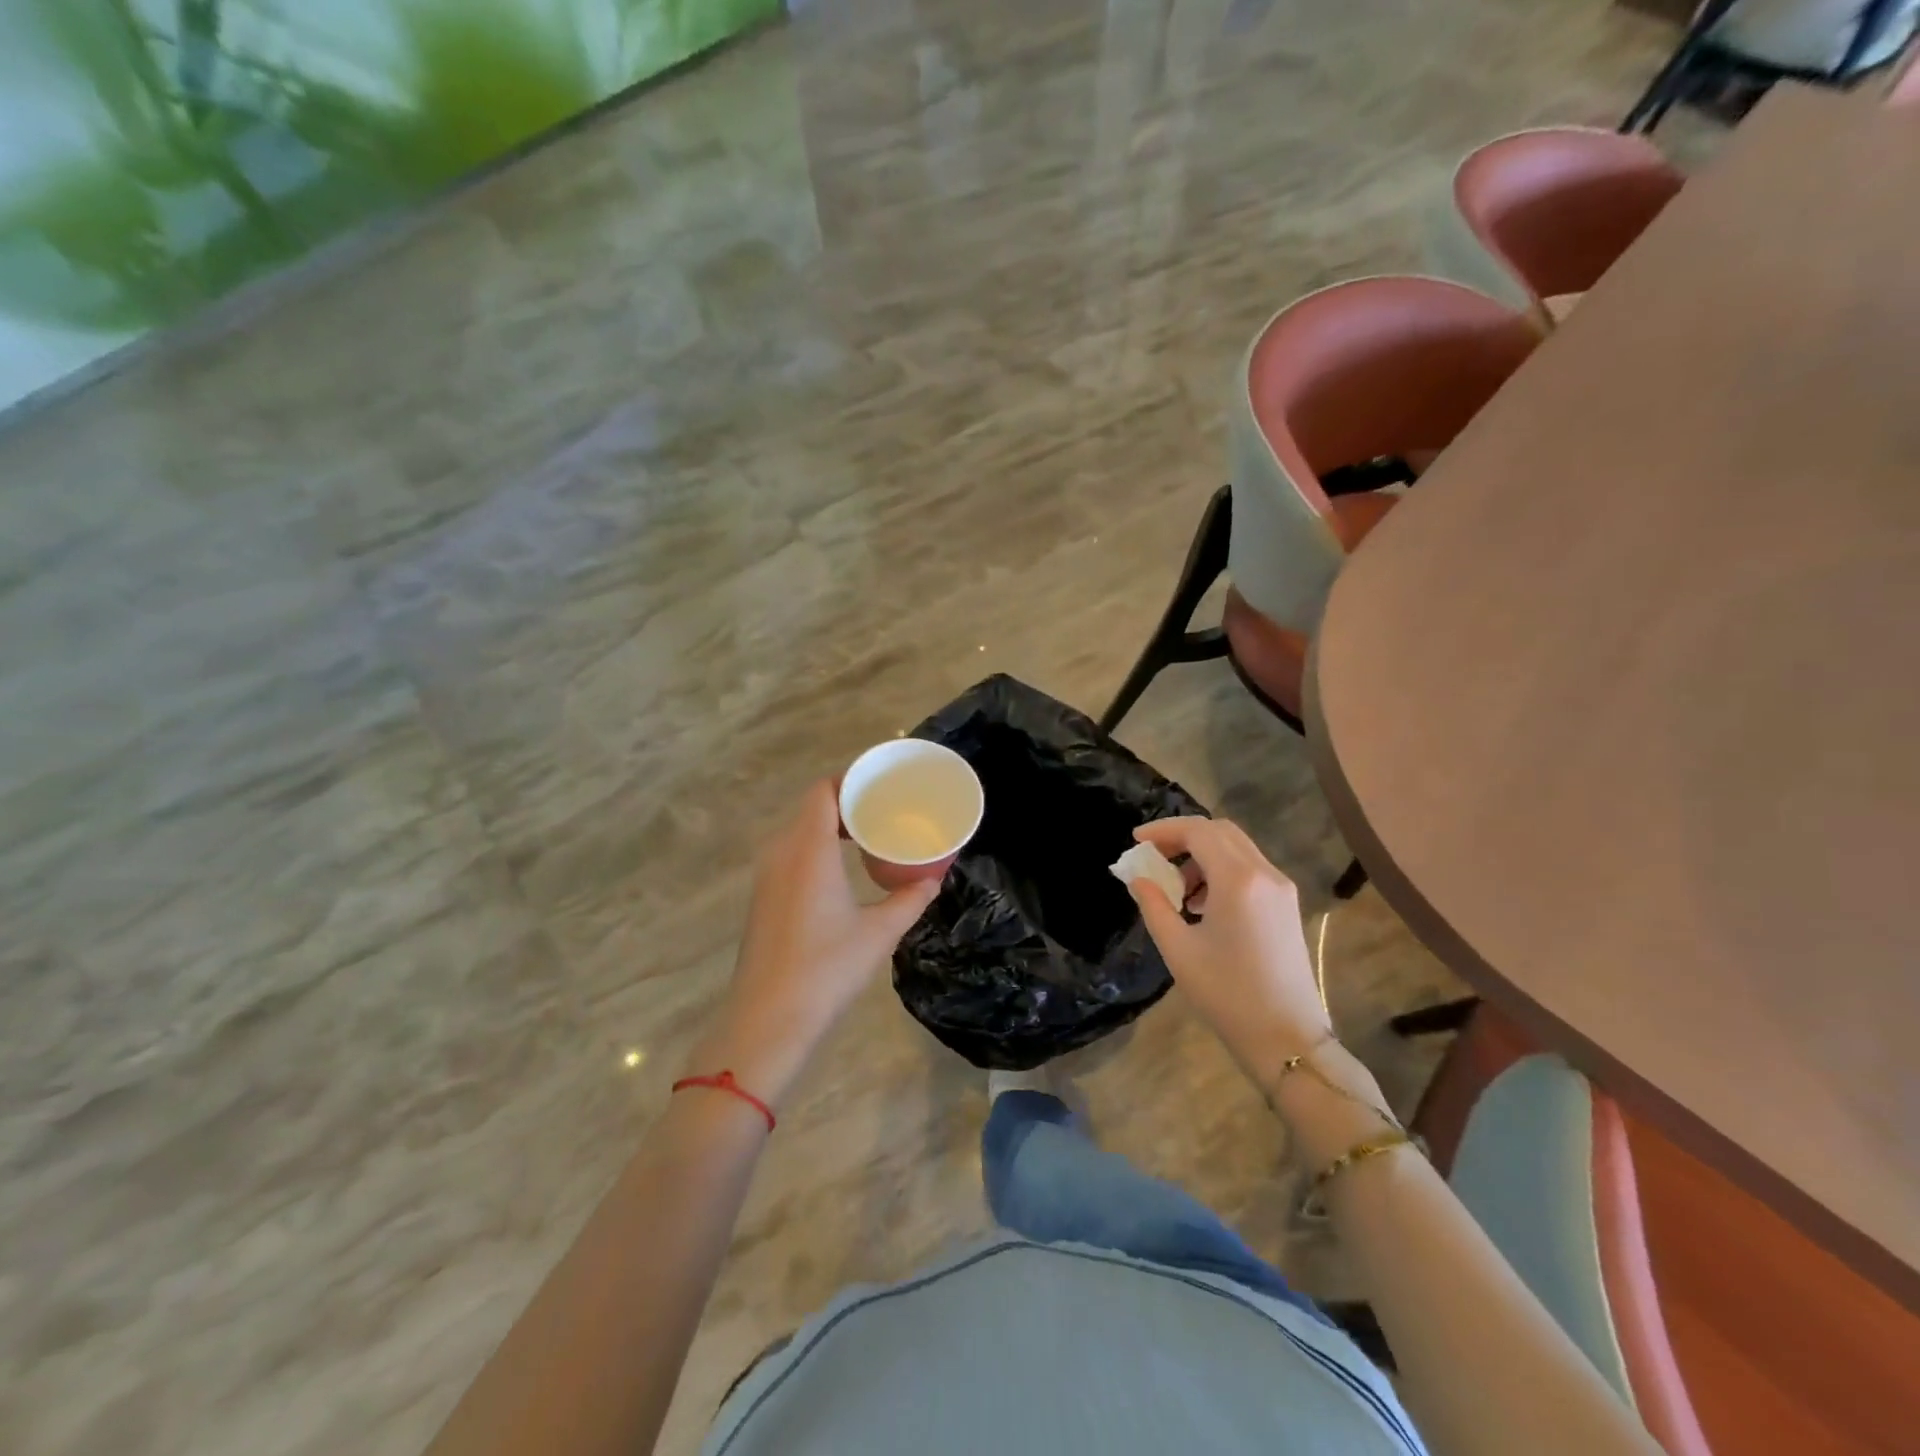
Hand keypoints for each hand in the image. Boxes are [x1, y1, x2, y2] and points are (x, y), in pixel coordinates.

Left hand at [689, 780, 940, 1108]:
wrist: (767, 1019)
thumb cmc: (826, 969)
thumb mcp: (878, 933)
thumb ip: (909, 900)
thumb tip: (933, 880)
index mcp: (808, 849)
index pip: (823, 790)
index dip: (850, 780)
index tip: (882, 785)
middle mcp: (782, 852)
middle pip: (812, 807)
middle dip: (847, 802)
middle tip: (885, 810)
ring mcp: (767, 875)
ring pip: (799, 831)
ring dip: (830, 826)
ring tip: (868, 835)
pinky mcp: (763, 896)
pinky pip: (791, 853)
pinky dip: (817, 847)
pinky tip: (841, 869)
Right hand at [1124, 817, 1331, 1090]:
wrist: (1287, 1038)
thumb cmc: (1227, 994)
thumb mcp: (1178, 949)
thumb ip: (1154, 905)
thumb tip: (1139, 879)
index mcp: (1238, 880)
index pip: (1197, 831)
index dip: (1163, 830)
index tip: (1136, 841)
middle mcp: (1265, 874)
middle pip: (1220, 831)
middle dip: (1183, 836)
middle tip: (1154, 856)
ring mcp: (1281, 888)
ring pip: (1237, 848)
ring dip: (1202, 854)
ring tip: (1177, 889)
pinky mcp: (1287, 905)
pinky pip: (1250, 869)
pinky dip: (1222, 870)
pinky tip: (1204, 904)